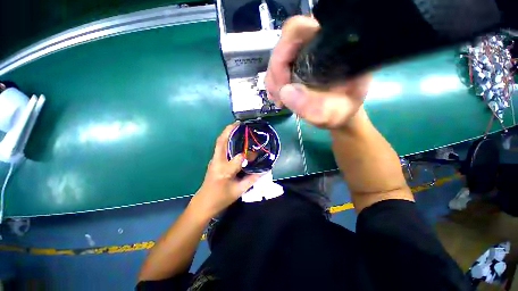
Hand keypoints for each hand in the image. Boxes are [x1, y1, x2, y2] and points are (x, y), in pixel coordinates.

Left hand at [190, 123, 260, 218]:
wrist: (203, 204)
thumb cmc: (221, 199)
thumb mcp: (239, 191)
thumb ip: (252, 179)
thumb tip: (264, 170)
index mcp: (225, 171)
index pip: (239, 158)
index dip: (249, 155)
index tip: (256, 154)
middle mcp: (217, 162)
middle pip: (221, 142)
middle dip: (229, 130)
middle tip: (239, 123)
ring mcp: (213, 160)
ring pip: (219, 143)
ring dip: (227, 133)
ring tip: (237, 128)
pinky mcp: (213, 161)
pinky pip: (220, 147)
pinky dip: (226, 140)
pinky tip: (233, 140)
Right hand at [265, 16, 371, 128]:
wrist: (339, 111)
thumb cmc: (341, 110)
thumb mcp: (332, 113)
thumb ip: (314, 107)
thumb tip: (285, 92)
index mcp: (332, 45)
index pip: (299, 31)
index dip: (283, 54)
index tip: (283, 84)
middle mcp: (317, 43)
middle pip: (284, 45)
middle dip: (276, 74)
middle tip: (279, 97)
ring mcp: (305, 53)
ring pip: (278, 58)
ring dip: (274, 82)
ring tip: (280, 101)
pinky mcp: (297, 63)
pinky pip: (277, 69)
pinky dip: (274, 85)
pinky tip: (279, 98)